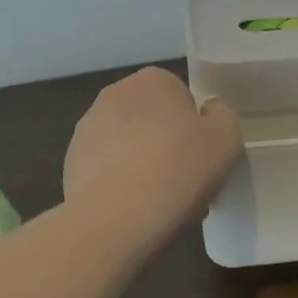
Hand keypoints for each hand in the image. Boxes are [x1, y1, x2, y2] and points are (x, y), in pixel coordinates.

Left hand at [64, 67, 241, 236]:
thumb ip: (222, 115)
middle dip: (168, 146)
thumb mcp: (226, 137)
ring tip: (161, 205)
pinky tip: (134, 212)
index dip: (196, 129)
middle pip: (154, 121)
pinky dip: (121, 185)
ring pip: (130, 146)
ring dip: (145, 166)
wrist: (116, 218)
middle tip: (186, 183)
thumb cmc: (179, 168)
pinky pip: (108, 170)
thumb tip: (207, 113)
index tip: (203, 158)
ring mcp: (87, 128)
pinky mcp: (70, 162)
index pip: (182, 97)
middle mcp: (115, 94)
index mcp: (153, 80)